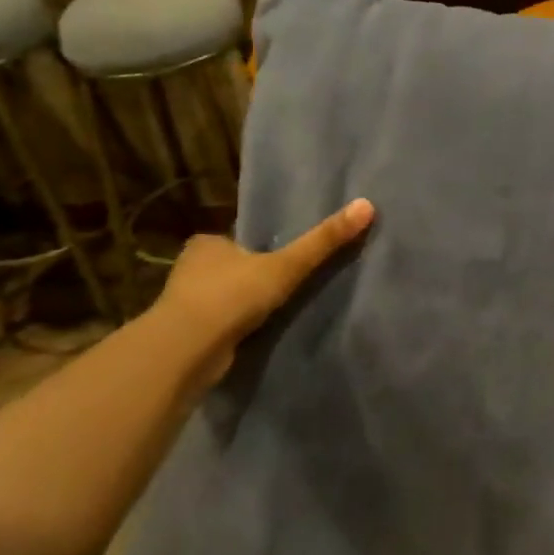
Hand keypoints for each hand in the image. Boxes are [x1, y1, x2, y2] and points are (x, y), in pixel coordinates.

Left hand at [151, 198, 375, 371]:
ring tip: (274, 313)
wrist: (187, 349)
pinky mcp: (187, 334)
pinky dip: (235, 328)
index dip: (260, 248)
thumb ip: (323, 241)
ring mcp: (185, 303)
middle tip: (284, 286)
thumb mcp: (287, 265)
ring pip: (223, 298)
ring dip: (243, 305)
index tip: (282, 259)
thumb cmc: (232, 295)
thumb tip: (367, 205)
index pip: (238, 240)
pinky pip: (220, 324)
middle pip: (230, 268)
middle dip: (251, 277)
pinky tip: (254, 335)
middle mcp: (190, 268)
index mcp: (207, 243)